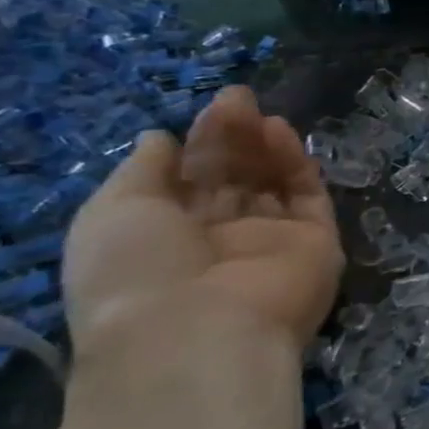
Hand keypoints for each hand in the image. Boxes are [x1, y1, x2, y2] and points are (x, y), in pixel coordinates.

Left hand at [63, 86, 343, 353]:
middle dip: (232, 137)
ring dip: (262, 145)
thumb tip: (159, 139)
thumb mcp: (113, 213)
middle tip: (237, 97)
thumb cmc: (138, 272)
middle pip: (233, 177)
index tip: (207, 109)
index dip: (198, 143)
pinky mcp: (314, 244)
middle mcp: (220, 239)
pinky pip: (307, 197)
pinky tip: (280, 133)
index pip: (190, 182)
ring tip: (256, 110)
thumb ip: (141, 171)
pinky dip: (295, 165)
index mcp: (166, 238)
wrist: (199, 331)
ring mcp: (270, 241)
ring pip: (271, 183)